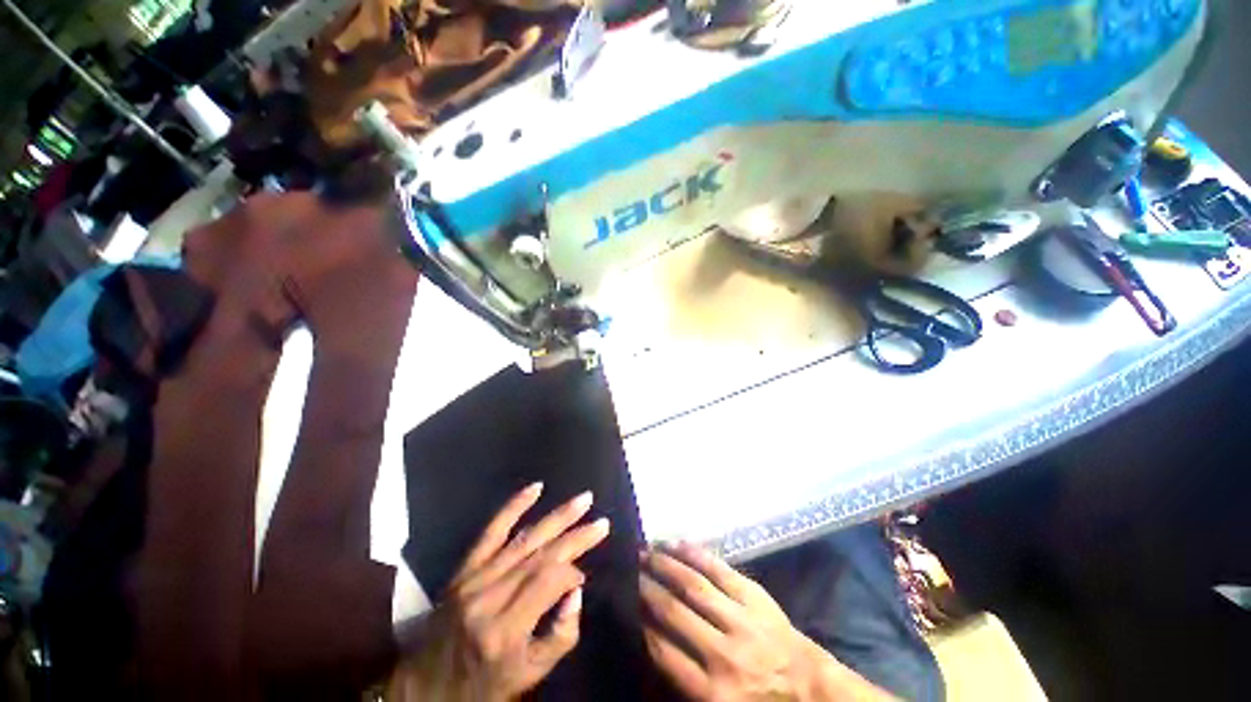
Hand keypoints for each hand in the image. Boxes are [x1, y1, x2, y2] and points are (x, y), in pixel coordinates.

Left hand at [387, 484, 609, 701]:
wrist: (428, 686)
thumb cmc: (485, 684)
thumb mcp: (529, 676)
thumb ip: (561, 637)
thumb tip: (577, 590)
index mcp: (505, 630)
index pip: (549, 582)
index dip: (573, 572)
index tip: (585, 575)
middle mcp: (489, 597)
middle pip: (541, 556)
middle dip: (576, 535)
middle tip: (601, 522)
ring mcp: (474, 577)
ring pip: (524, 539)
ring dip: (557, 516)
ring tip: (583, 500)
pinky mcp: (465, 567)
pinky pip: (491, 530)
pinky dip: (514, 506)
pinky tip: (535, 488)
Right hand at [640, 543, 891, 701]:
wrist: (810, 686)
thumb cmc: (760, 701)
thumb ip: (686, 679)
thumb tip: (651, 641)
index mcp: (713, 691)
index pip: (663, 650)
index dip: (640, 623)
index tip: (625, 602)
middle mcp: (723, 653)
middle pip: (673, 612)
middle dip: (646, 588)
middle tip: (628, 570)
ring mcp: (740, 619)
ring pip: (693, 584)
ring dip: (664, 564)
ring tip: (645, 552)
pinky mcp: (754, 596)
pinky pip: (718, 569)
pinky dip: (693, 553)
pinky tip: (675, 543)